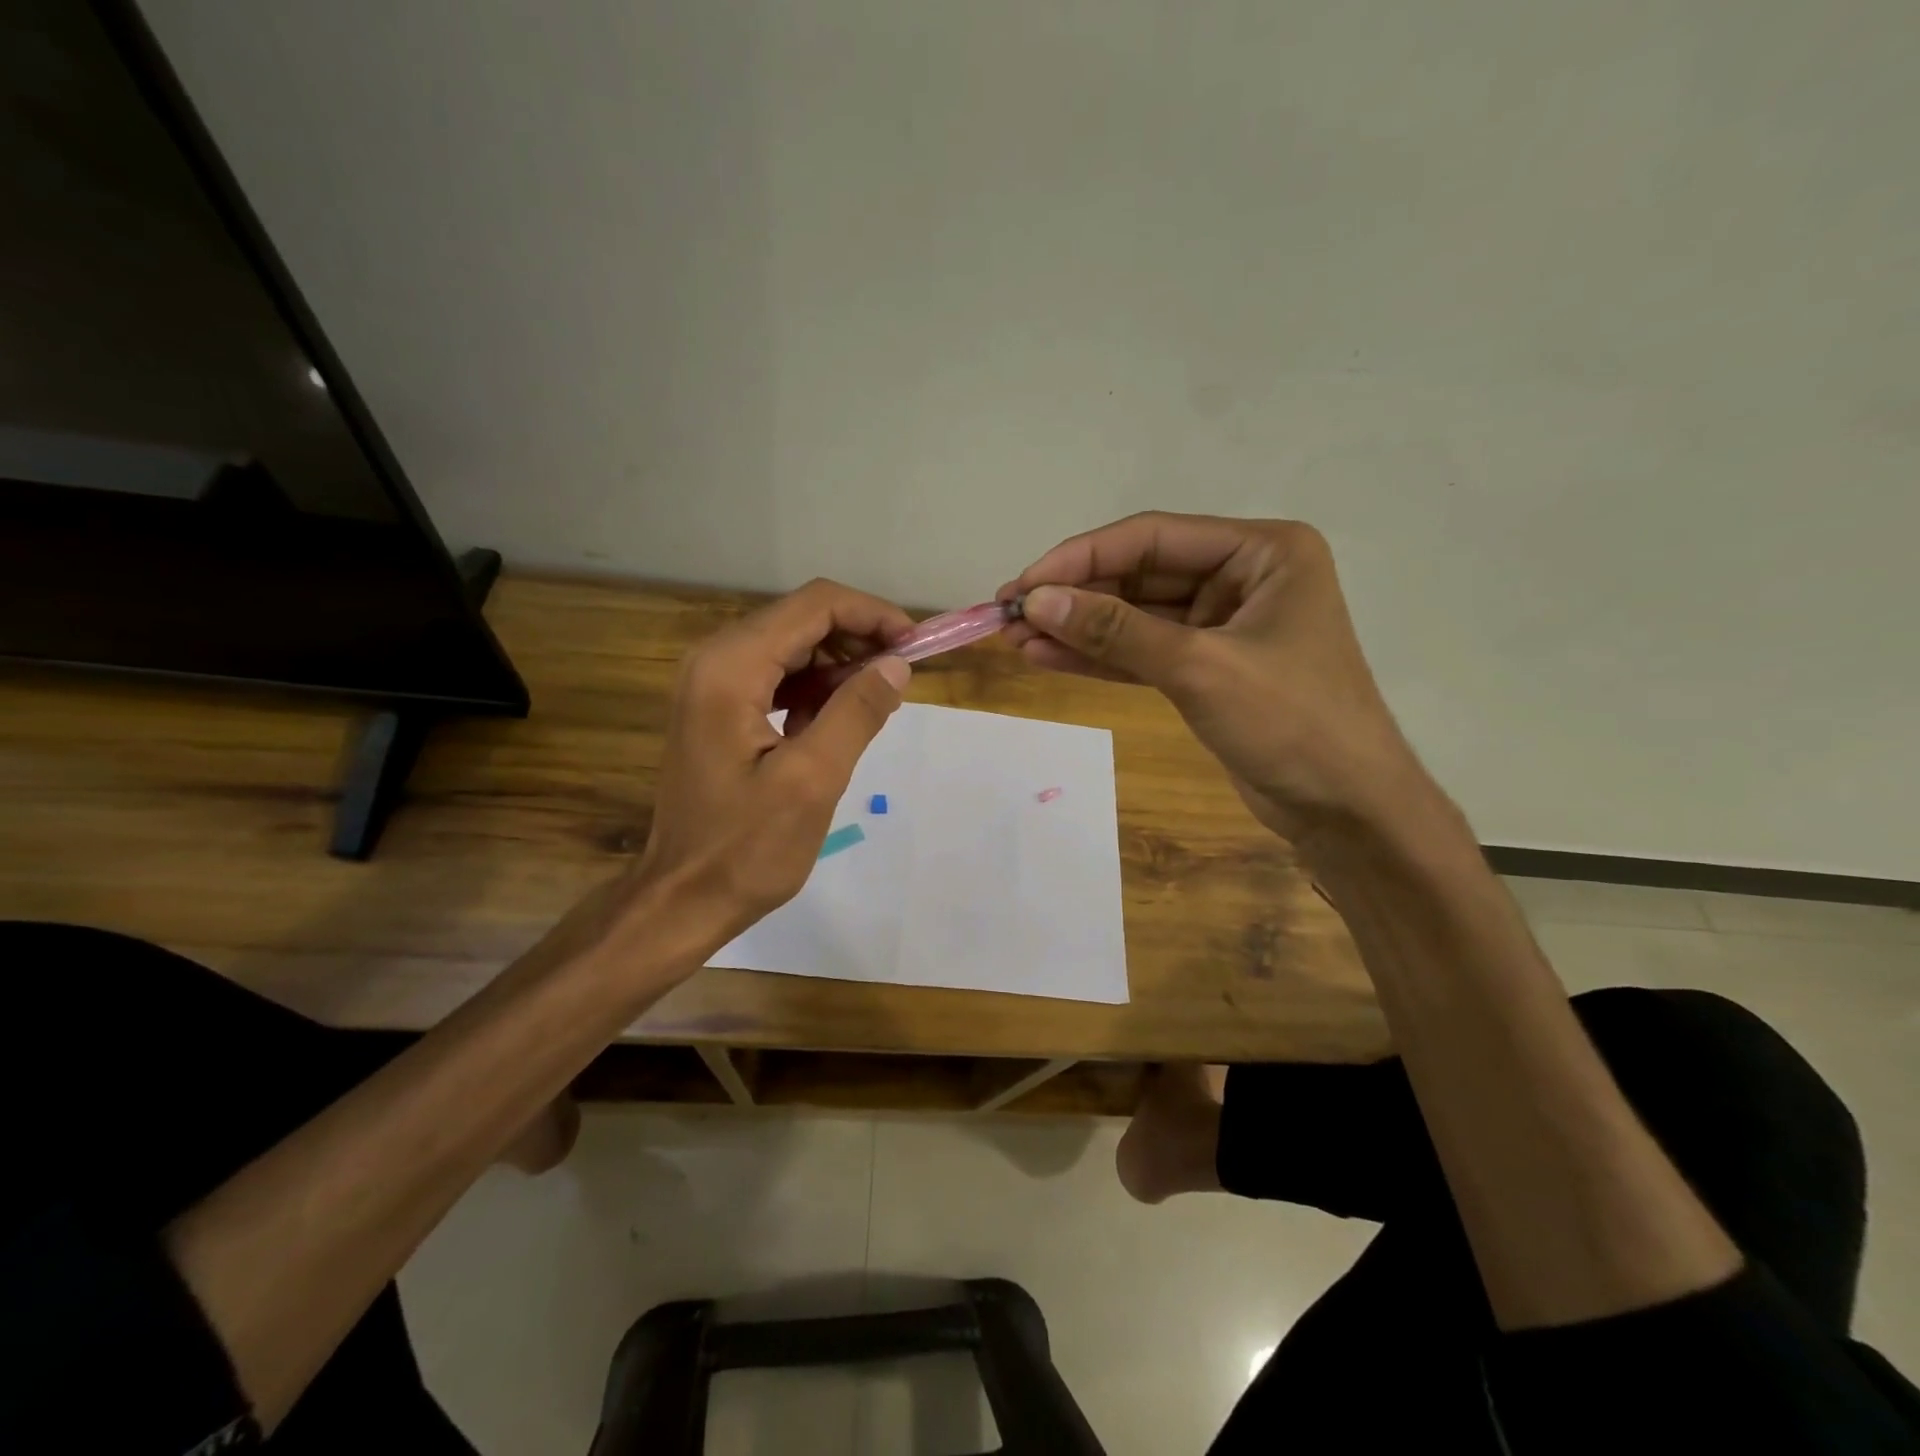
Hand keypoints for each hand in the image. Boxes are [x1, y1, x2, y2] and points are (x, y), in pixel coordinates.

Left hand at [635, 579, 913, 946]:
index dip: (872, 615)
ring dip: (840, 665)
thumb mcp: (813, 780)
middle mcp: (715, 660)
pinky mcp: (718, 708)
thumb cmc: (746, 848)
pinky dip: (815, 689)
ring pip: (793, 647)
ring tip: (878, 701)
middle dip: (859, 639)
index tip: (916, 646)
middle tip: (903, 677)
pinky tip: (836, 722)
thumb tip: (896, 665)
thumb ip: (856, 713)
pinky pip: (778, 677)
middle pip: (801, 619)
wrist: (682, 899)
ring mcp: (712, 684)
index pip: (814, 606)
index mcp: (731, 668)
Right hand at [1000, 512, 1421, 844]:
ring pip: (1135, 616)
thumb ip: (1117, 631)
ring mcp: (1222, 623)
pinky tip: (1048, 657)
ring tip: (1015, 639)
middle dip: (1074, 596)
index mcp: (1262, 551)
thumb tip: (1036, 601)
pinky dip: (1099, 656)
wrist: (1345, 809)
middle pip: (1139, 575)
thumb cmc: (1292, 723)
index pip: (1152, 538)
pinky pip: (1142, 650)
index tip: (1023, 584)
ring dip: (1078, 628)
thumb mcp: (1199, 668)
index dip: (1081, 558)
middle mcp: (1242, 576)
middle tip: (1008, 615)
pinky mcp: (1206, 666)